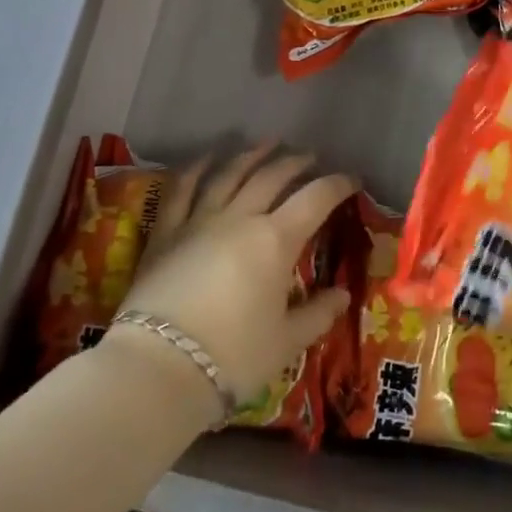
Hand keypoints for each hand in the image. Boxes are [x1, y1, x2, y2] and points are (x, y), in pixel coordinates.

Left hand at [110, 144, 354, 414]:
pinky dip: (196, 168)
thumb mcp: (286, 342)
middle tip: (309, 156)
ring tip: (266, 143)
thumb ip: (317, 314)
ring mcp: (199, 220)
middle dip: (295, 162)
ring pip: (228, 174)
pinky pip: (181, 189)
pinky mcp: (165, 233)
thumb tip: (342, 295)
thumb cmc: (233, 357)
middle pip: (271, 177)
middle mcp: (239, 218)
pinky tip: (207, 157)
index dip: (337, 185)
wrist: (159, 368)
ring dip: (250, 155)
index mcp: (275, 241)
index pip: (315, 199)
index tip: (352, 179)